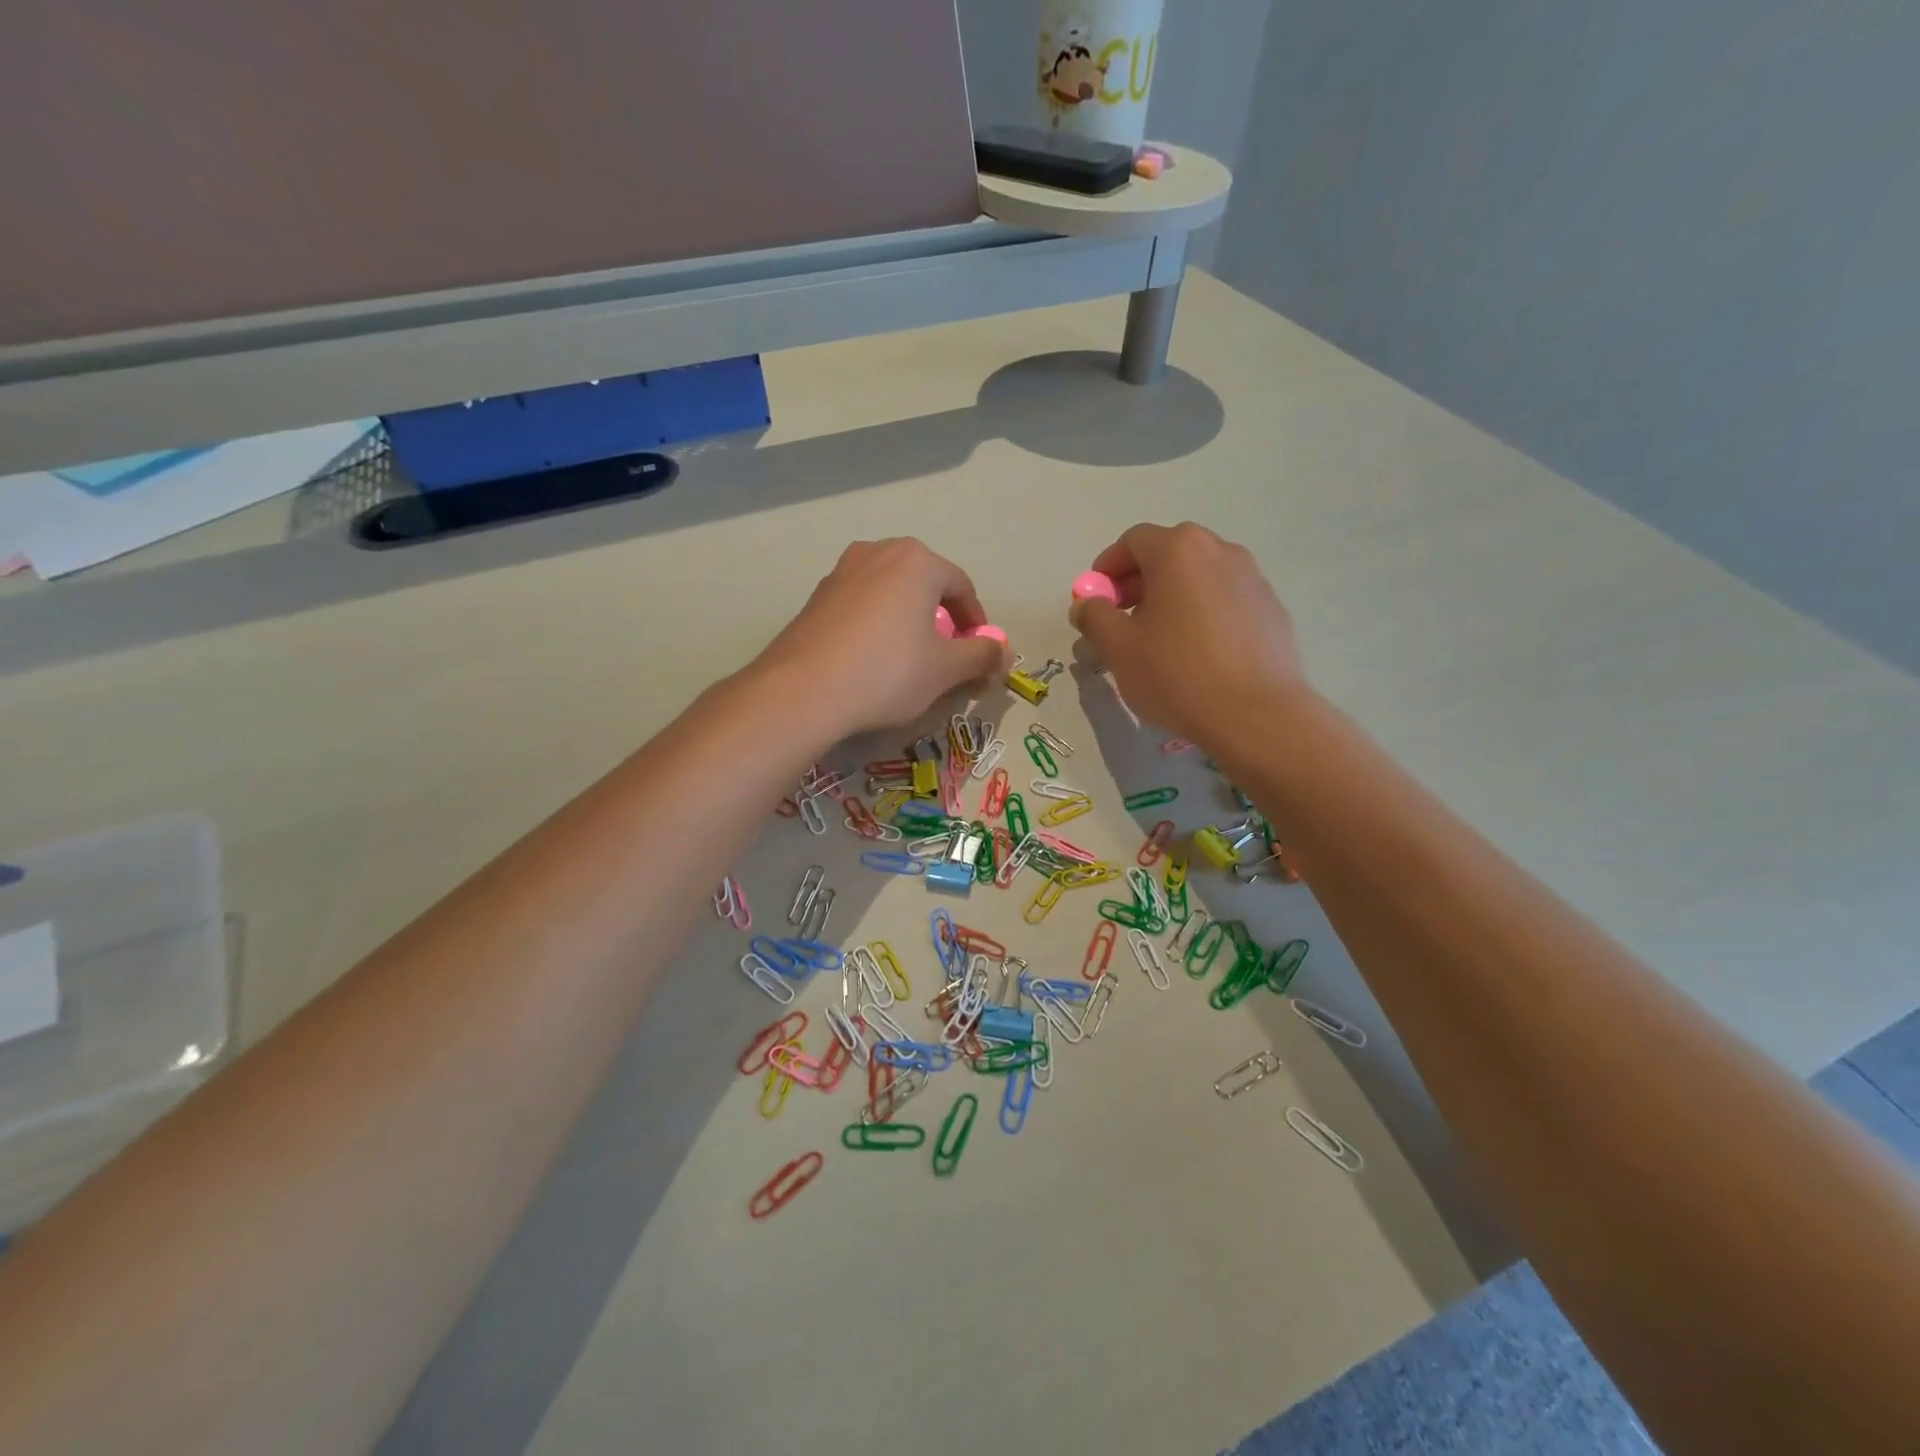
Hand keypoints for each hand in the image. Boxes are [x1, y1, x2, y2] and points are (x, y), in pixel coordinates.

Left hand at [755, 538, 1008, 737]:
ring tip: (909, 657)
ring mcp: (841, 571)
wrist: (803, 691)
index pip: (962, 587)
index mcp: (917, 560)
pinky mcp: (816, 596)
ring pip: (890, 593)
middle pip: (925, 584)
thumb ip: (981, 656)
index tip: (978, 653)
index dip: (976, 622)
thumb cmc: (887, 672)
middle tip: (946, 654)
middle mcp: (878, 552)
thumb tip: (1004, 652)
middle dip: (941, 617)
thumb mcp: (945, 669)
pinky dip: (876, 625)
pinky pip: (861, 605)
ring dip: (907, 619)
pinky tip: (871, 659)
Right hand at [1068, 522, 1308, 741]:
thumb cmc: (1177, 673)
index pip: (1133, 541)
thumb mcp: (1119, 647)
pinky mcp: (1271, 609)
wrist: (1256, 715)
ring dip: (1172, 598)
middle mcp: (1220, 551)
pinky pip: (1225, 600)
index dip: (1107, 568)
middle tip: (1123, 621)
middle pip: (1168, 554)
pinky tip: (1197, 655)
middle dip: (1138, 582)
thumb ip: (1094, 617)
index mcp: (1179, 550)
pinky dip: (1203, 614)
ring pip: (1198, 577)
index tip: (1096, 600)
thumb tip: (1086, 604)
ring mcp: (1253, 578)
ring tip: (1159, 640)